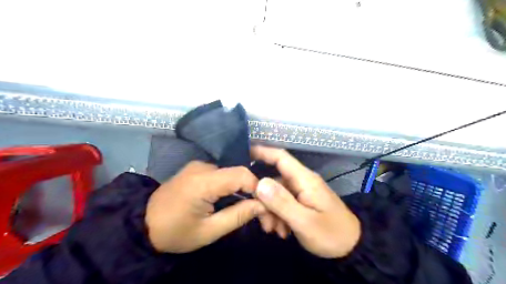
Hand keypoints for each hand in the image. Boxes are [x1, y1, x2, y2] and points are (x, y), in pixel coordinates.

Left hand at [144, 162, 266, 252]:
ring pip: (231, 174)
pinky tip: (233, 200)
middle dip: (252, 191)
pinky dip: (231, 187)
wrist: (142, 225)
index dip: (258, 187)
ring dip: (242, 189)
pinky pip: (222, 175)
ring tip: (248, 208)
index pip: (241, 174)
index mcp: (203, 181)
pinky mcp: (198, 169)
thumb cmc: (175, 232)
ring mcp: (199, 166)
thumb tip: (262, 205)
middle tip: (261, 212)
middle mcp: (203, 166)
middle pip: (238, 173)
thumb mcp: (209, 231)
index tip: (266, 205)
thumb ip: (238, 215)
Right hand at [252, 146, 360, 259]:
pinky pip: (284, 203)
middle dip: (264, 199)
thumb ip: (281, 202)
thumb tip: (259, 183)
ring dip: (271, 211)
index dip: (263, 152)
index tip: (244, 153)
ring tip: (275, 231)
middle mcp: (302, 182)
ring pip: (277, 194)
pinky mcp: (303, 202)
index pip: (281, 157)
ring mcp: (302, 192)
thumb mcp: (304, 221)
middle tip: (263, 221)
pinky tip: (282, 231)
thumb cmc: (331, 234)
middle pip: (274, 181)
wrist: (352, 248)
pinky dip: (279, 216)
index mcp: (304, 179)